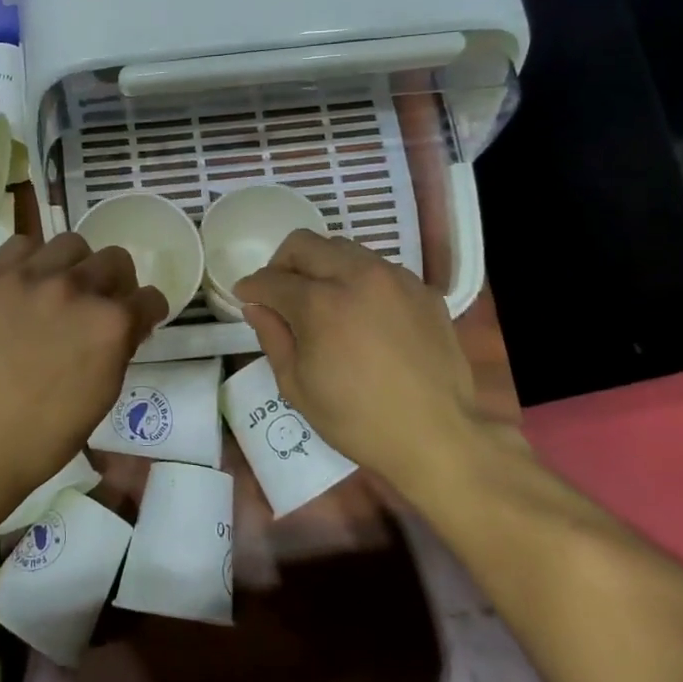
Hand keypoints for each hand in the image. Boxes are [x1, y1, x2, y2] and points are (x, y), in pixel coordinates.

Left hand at [0, 233, 166, 505]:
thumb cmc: (45, 435)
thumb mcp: (102, 394)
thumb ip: (120, 348)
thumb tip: (126, 323)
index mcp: (111, 324)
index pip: (149, 297)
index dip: (147, 311)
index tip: (138, 319)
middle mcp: (76, 289)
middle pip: (115, 260)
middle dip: (116, 283)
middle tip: (98, 304)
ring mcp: (30, 278)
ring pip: (71, 244)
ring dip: (75, 265)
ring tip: (59, 289)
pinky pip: (21, 245)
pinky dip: (30, 261)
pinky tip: (23, 285)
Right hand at [235, 231, 488, 486]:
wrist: (436, 437)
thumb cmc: (357, 420)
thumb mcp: (297, 386)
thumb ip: (272, 337)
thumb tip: (256, 307)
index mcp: (321, 304)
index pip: (272, 279)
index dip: (251, 287)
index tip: (246, 296)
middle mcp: (358, 276)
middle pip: (305, 244)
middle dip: (282, 263)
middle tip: (279, 293)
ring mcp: (396, 279)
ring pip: (344, 249)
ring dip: (322, 266)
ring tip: (322, 300)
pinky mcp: (423, 290)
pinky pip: (380, 269)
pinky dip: (359, 281)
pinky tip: (362, 314)